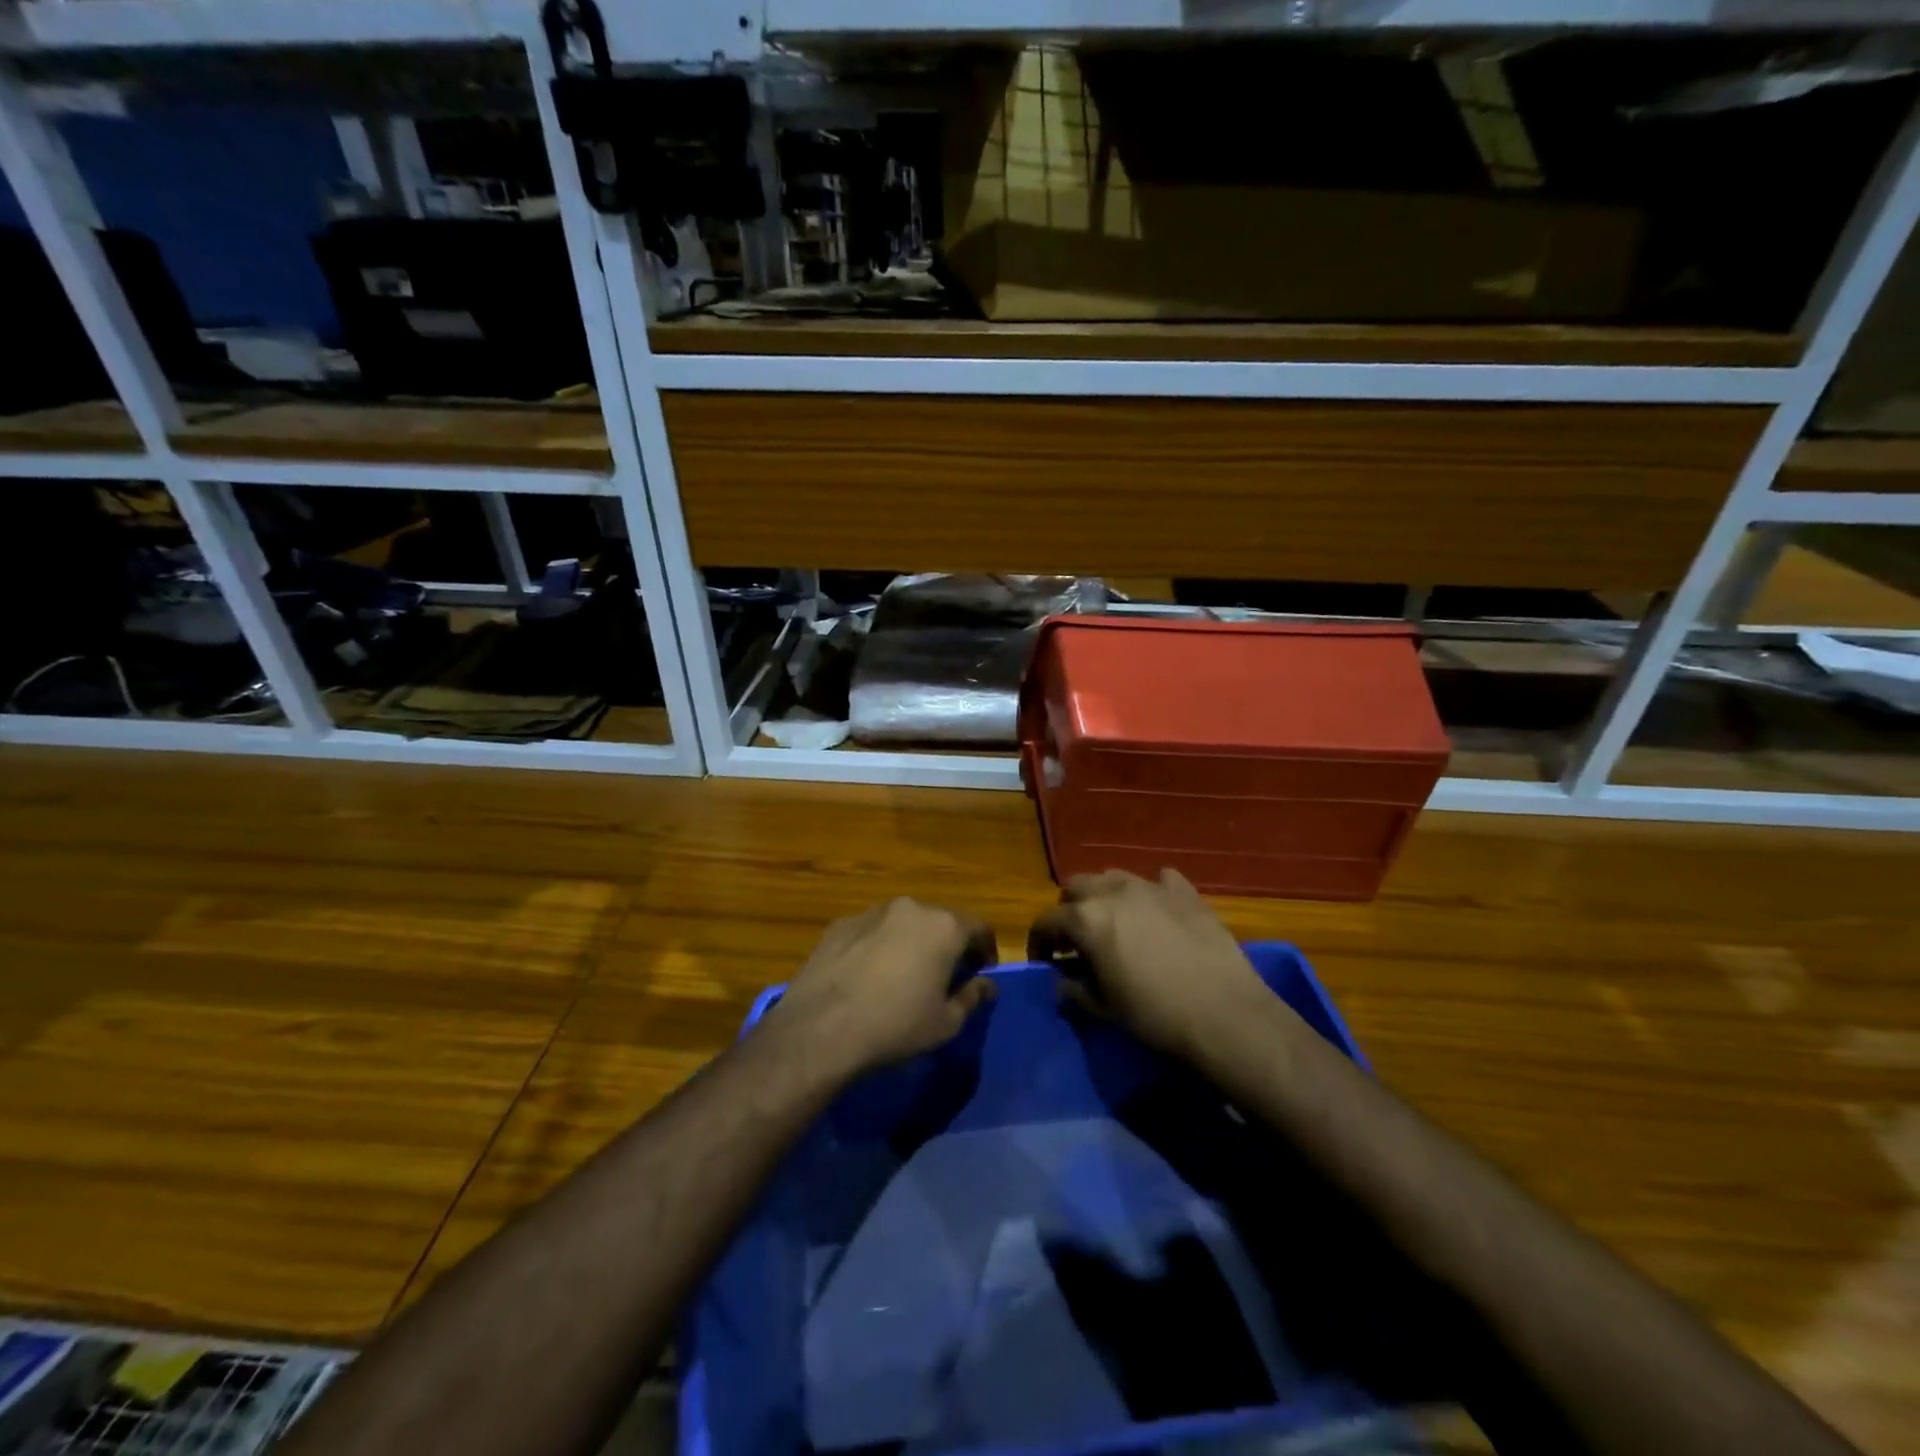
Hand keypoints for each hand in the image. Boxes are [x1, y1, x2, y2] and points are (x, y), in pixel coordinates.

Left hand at [768, 897, 998, 1075]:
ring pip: (904, 923)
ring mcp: (872, 912)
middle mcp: (910, 908)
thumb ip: (972, 997)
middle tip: (945, 975)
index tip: (982, 972)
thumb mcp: (946, 1023)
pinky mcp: (840, 924)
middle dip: (948, 944)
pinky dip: (879, 946)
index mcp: (944, 926)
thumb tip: (986, 984)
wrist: (821, 1028)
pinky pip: (872, 931)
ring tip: (904, 976)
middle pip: (941, 921)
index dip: (986, 950)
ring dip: (912, 942)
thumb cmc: (896, 1025)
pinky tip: (869, 976)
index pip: (980, 928)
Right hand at [1027, 869, 1273, 1061]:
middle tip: (1076, 939)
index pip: (1046, 920)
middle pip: (1076, 886)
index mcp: (1086, 919)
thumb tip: (1062, 981)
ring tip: (1114, 922)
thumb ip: (1075, 988)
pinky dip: (1150, 892)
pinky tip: (1157, 913)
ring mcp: (1152, 886)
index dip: (1038, 940)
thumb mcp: (1104, 1008)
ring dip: (1105, 896)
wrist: (1224, 1013)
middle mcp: (1114, 891)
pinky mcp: (1186, 892)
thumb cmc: (1155, 1015)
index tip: (1043, 960)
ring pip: (1114, 876)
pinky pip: (1159, 879)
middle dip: (1069, 910)